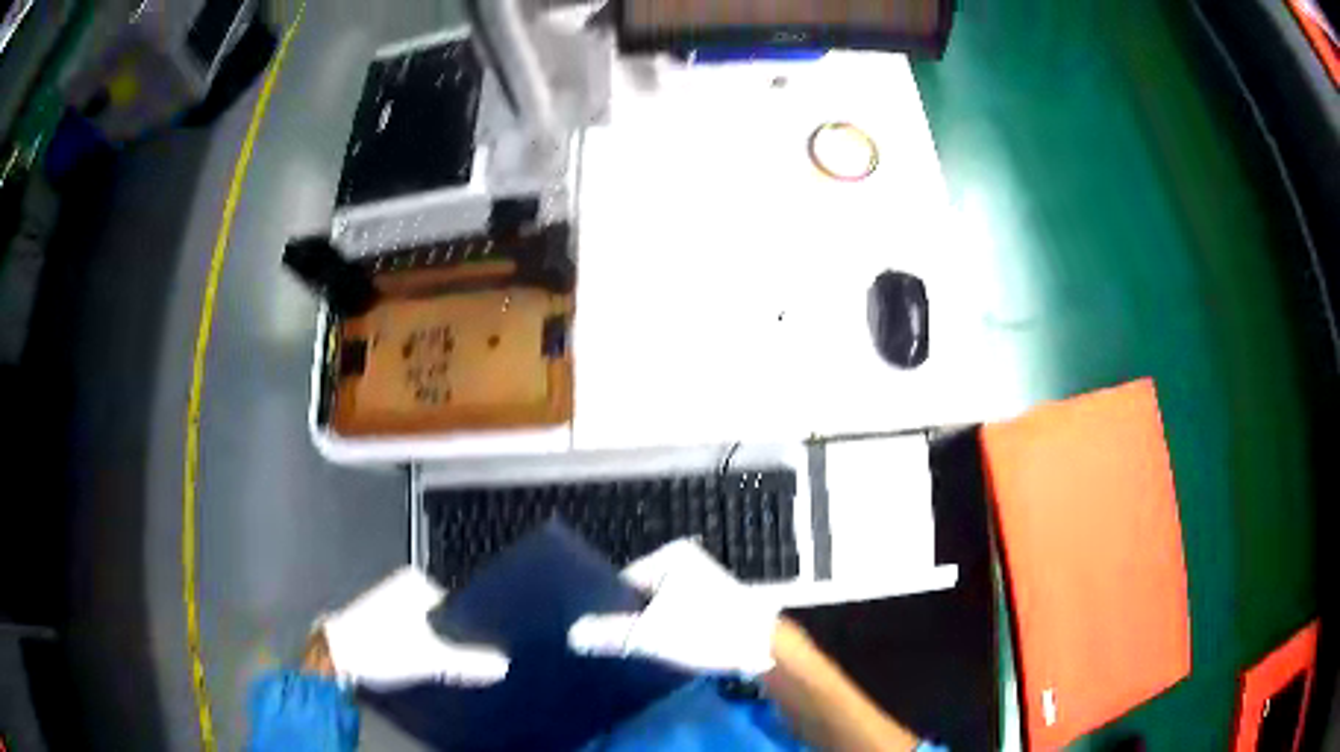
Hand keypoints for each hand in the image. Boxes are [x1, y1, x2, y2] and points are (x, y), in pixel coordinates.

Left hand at [319, 566, 508, 689]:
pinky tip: (413, 665)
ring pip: (424, 628)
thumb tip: (503, 664)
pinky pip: (409, 635)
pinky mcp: (377, 621)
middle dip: (450, 640)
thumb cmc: (378, 647)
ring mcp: (387, 602)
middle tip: (455, 663)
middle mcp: (401, 586)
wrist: (333, 658)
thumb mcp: (431, 658)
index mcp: (416, 581)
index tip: (475, 654)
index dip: (470, 634)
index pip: (459, 608)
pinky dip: (414, 648)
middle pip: (442, 618)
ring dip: (431, 647)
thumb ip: (468, 661)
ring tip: (434, 666)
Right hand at [567, 539, 779, 676]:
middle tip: (609, 644)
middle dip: (627, 618)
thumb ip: (610, 634)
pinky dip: (665, 631)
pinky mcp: (709, 605)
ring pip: (656, 608)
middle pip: (639, 595)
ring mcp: (699, 584)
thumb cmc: (707, 630)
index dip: (608, 607)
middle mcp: (684, 563)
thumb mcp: (652, 634)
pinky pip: (674, 616)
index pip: (622, 581)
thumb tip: (572, 635)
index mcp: (670, 556)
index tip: (595, 632)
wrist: (764, 648)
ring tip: (629, 649)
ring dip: (646, 627)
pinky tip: (656, 650)